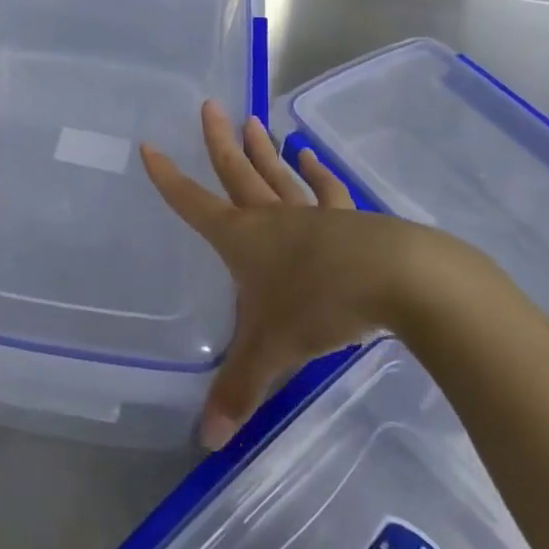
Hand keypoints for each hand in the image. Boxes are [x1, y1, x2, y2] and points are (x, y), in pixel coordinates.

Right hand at [142, 101, 447, 449]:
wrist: (398, 281)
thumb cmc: (320, 306)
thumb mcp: (272, 352)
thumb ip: (239, 391)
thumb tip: (207, 442)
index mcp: (242, 239)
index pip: (193, 204)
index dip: (169, 178)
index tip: (150, 147)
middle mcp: (271, 218)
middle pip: (237, 172)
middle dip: (218, 141)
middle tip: (208, 105)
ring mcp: (312, 214)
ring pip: (278, 173)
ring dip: (263, 149)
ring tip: (253, 120)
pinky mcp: (349, 219)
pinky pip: (327, 188)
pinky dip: (317, 171)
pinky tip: (311, 154)